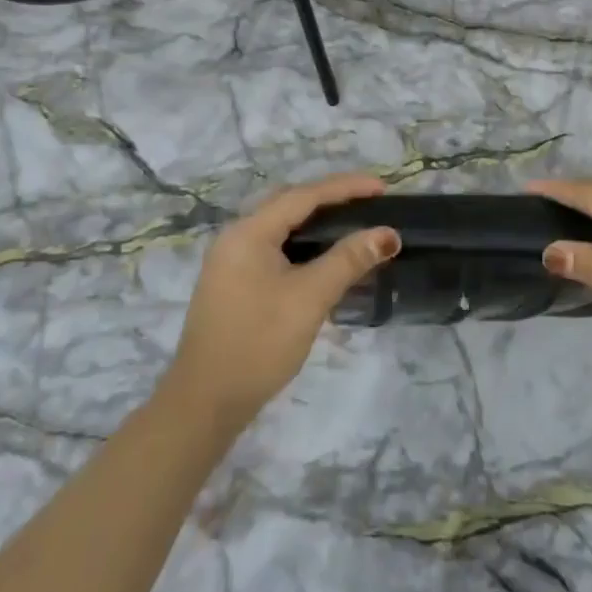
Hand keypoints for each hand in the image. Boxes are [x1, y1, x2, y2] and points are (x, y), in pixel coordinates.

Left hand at [165, 174, 398, 430]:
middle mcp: (236, 237)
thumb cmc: (258, 343)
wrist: (204, 404)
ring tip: (353, 223)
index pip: (304, 195)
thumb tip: (388, 234)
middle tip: (369, 202)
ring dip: (317, 222)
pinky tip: (323, 257)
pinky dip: (303, 244)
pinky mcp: (234, 284)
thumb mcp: (310, 298)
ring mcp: (231, 262)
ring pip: (282, 227)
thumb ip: (349, 259)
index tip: (382, 188)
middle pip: (290, 204)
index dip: (346, 187)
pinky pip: (275, 248)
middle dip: (331, 198)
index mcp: (249, 232)